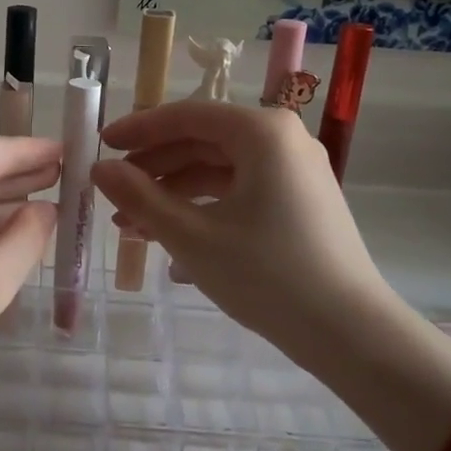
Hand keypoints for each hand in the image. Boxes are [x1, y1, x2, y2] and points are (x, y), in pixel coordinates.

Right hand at [90, 101, 387, 348]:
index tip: (101, 145)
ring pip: (219, 172)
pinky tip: (171, 244)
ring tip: (133, 227)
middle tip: (112, 193)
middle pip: (203, 142)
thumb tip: (99, 169)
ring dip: (173, 195)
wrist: (350, 334)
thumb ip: (140, 197)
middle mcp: (283, 141)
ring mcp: (295, 173)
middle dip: (153, 170)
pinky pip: (240, 193)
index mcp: (262, 133)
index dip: (139, 129)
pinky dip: (203, 210)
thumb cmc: (266, 275)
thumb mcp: (191, 236)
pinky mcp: (299, 204)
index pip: (187, 116)